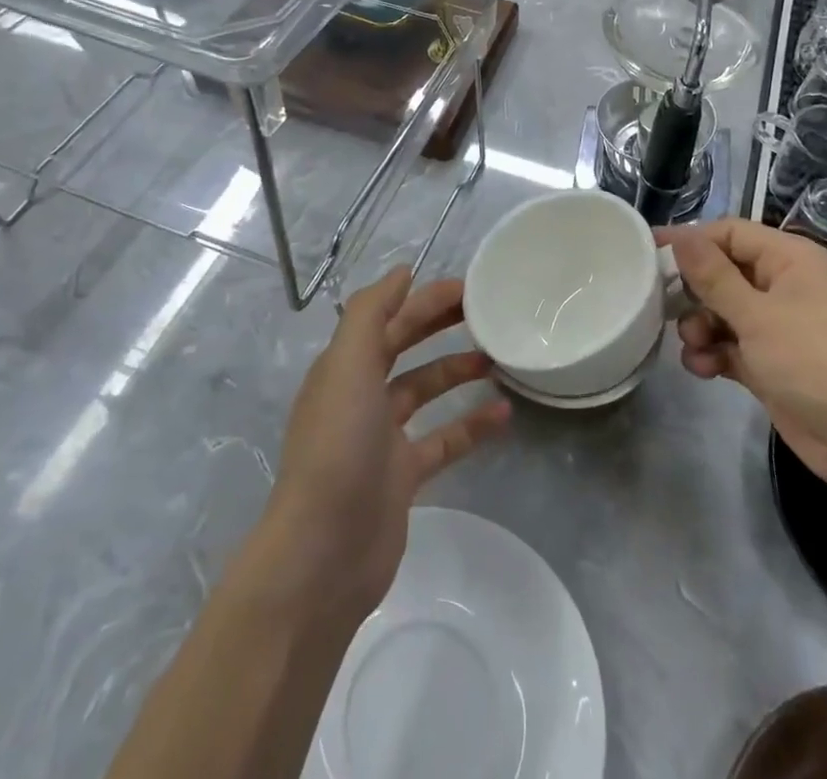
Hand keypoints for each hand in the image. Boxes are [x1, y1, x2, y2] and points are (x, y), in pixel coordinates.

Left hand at [265, 268, 509, 623]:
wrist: (323, 554)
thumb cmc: (337, 447)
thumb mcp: (348, 366)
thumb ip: (371, 313)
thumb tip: (402, 272)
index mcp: (345, 367)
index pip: (389, 317)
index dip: (424, 298)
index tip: (467, 285)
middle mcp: (361, 395)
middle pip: (405, 347)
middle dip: (440, 325)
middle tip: (487, 312)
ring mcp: (382, 438)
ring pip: (426, 391)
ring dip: (457, 371)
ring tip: (498, 357)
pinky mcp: (403, 476)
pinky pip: (444, 440)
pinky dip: (471, 425)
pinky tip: (504, 414)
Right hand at [656, 220, 826, 491]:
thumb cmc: (814, 362)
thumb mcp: (757, 315)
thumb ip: (713, 276)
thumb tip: (681, 238)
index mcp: (790, 259)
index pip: (729, 233)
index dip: (690, 240)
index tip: (649, 253)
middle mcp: (785, 285)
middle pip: (723, 272)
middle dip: (694, 291)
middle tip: (665, 307)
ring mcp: (779, 325)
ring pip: (723, 311)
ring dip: (701, 326)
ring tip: (693, 346)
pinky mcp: (772, 361)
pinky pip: (732, 344)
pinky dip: (715, 353)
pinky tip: (703, 369)